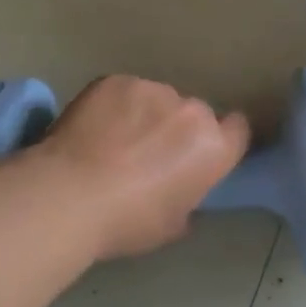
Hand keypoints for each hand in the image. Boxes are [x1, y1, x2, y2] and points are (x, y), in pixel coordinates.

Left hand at [38, 75, 249, 259]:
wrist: (68, 196)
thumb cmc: (128, 221)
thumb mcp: (172, 225)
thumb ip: (187, 199)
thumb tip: (178, 192)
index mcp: (214, 147)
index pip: (237, 130)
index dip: (221, 141)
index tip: (200, 155)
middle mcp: (192, 111)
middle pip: (195, 114)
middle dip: (178, 129)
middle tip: (149, 154)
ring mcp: (153, 90)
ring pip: (158, 100)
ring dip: (146, 115)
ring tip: (113, 141)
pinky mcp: (116, 81)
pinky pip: (124, 92)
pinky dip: (114, 106)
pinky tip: (92, 129)